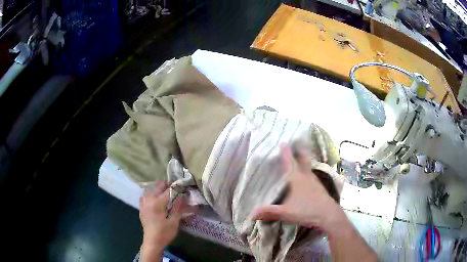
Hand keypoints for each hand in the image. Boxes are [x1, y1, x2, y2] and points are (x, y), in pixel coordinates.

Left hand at [139, 181, 182, 259]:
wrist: (152, 242)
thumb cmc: (164, 233)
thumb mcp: (174, 222)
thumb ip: (177, 208)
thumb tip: (181, 198)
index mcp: (157, 203)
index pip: (167, 191)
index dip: (175, 188)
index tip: (181, 186)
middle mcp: (149, 200)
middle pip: (157, 188)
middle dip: (165, 185)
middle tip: (174, 187)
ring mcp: (144, 204)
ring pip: (149, 191)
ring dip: (156, 189)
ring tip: (163, 191)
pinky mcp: (141, 209)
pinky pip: (144, 197)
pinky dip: (149, 195)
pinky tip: (153, 198)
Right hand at [252, 145, 345, 233]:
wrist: (329, 215)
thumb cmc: (307, 211)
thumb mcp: (286, 212)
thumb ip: (269, 212)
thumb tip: (251, 214)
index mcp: (297, 179)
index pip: (289, 162)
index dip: (285, 152)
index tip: (283, 142)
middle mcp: (306, 177)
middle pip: (303, 160)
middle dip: (299, 152)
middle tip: (296, 144)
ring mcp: (314, 182)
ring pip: (308, 167)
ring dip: (303, 161)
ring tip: (298, 159)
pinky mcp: (319, 188)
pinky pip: (311, 175)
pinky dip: (306, 172)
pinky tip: (305, 178)